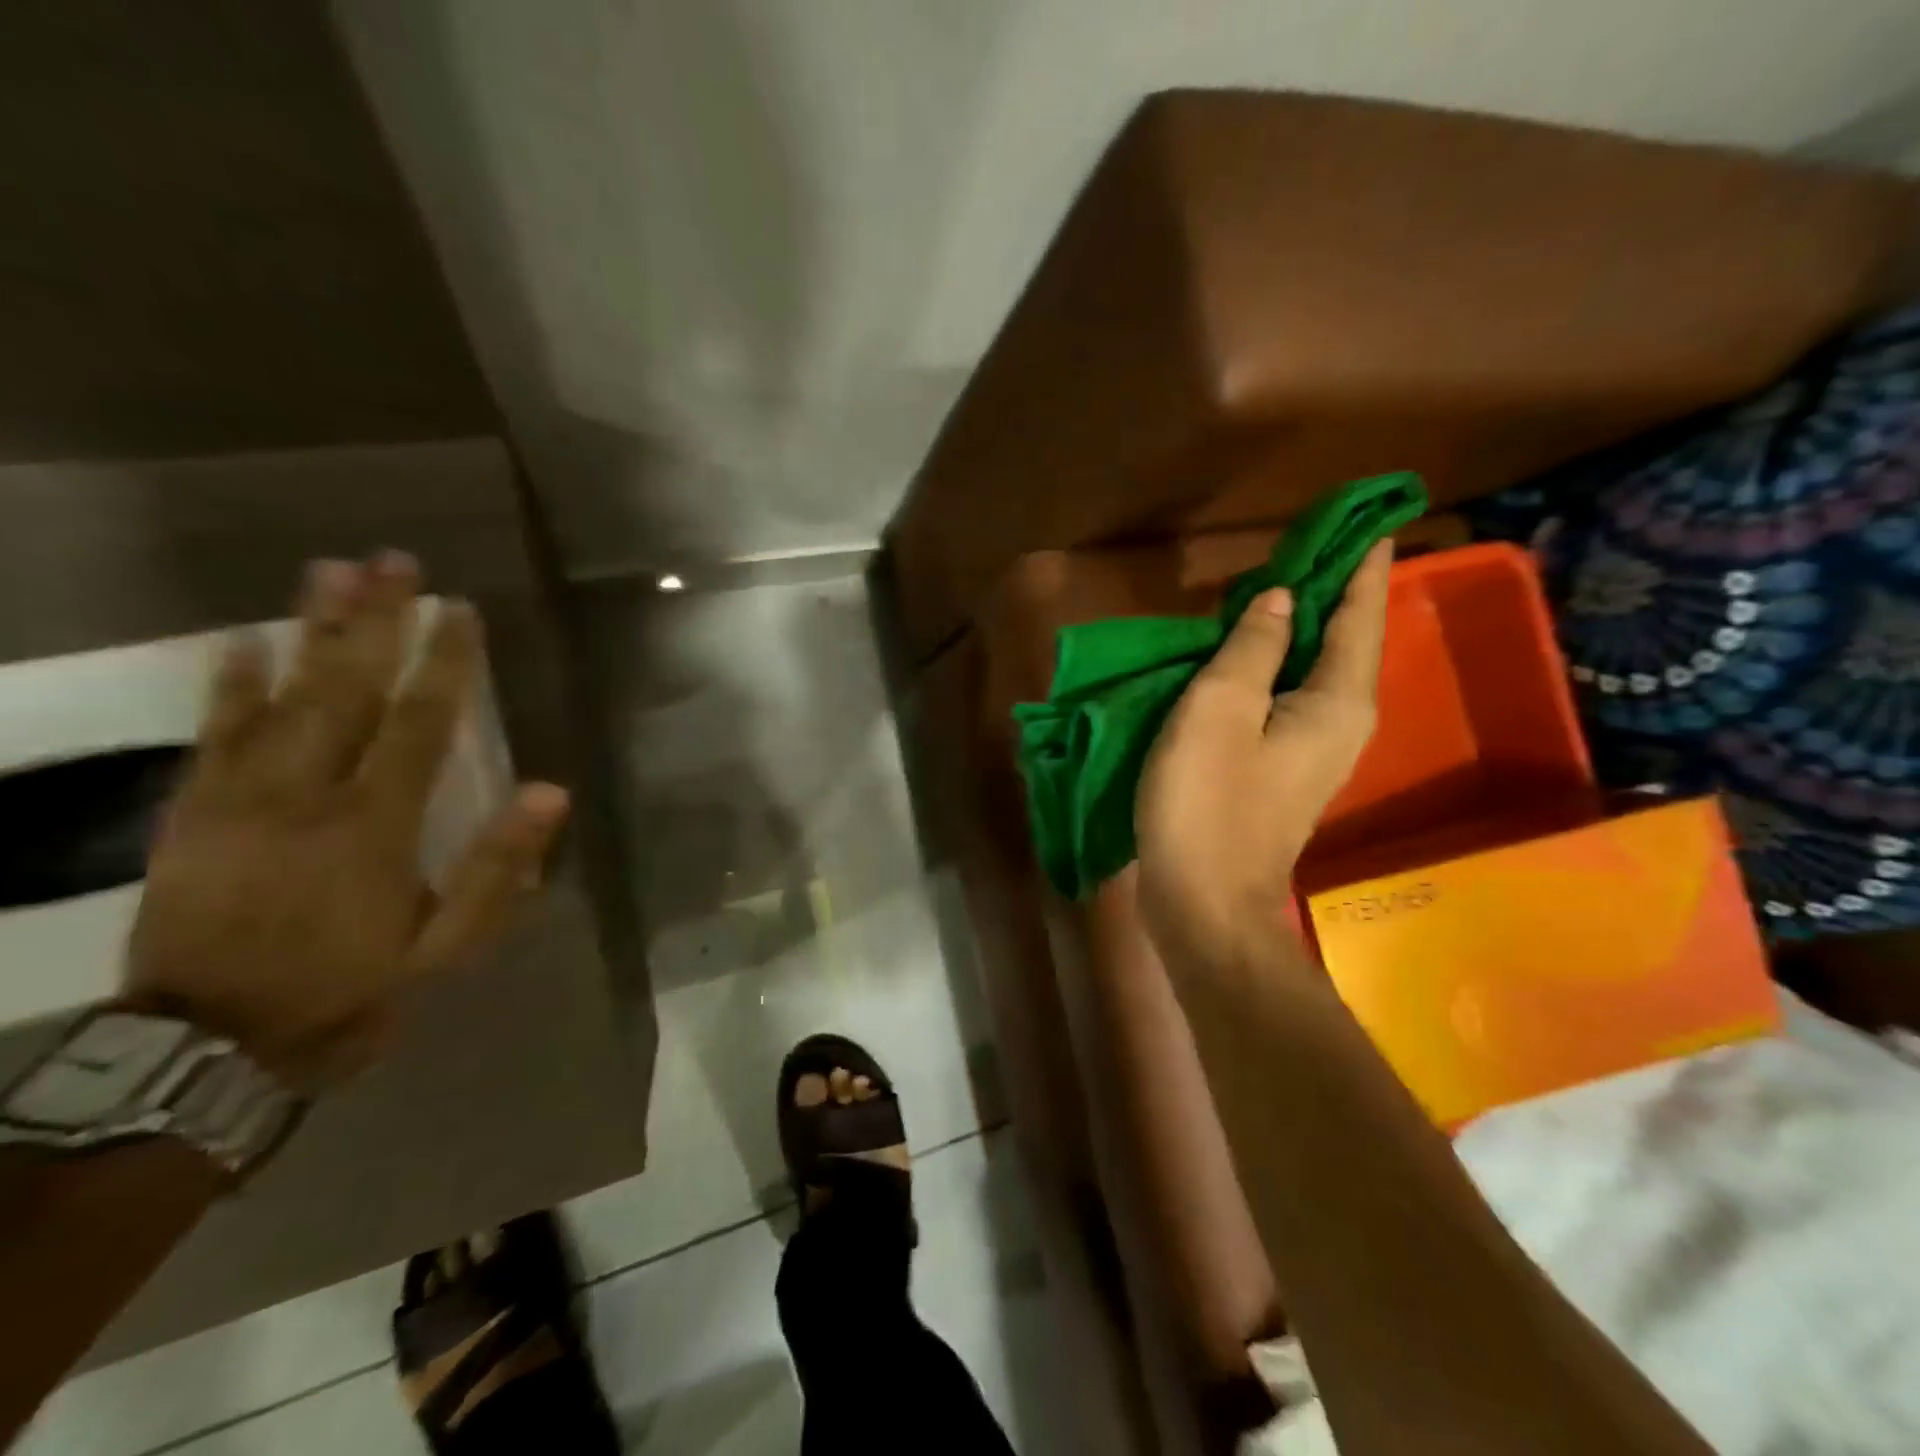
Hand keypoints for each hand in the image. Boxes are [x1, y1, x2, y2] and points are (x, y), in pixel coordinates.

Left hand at [124, 554, 570, 1091]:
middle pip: (347, 691)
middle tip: (393, 563)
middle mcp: (308, 794)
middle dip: (375, 622)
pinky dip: (229, 685)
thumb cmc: (353, 985)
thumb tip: (552, 791)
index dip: (445, 664)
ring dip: (309, 631)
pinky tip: (245, 641)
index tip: (460, 611)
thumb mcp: (449, 944)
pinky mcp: (194, 812)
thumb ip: (499, 867)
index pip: (420, 723)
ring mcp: (242, 798)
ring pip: (281, 697)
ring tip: (331, 572)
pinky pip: (213, 735)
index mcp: (376, 824)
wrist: (213, 1044)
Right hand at [1136, 540, 1391, 974]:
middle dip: (1326, 591)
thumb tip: (1281, 600)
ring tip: (1265, 588)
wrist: (1204, 902)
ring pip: (1311, 670)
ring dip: (1293, 628)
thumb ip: (1252, 647)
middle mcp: (1341, 721)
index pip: (1360, 613)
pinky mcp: (1281, 770)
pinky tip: (1238, 655)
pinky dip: (1269, 667)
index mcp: (1338, 699)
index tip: (1367, 519)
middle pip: (1342, 640)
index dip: (1361, 564)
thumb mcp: (1218, 710)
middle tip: (1300, 545)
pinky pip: (1285, 698)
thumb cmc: (1208, 802)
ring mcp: (1313, 750)